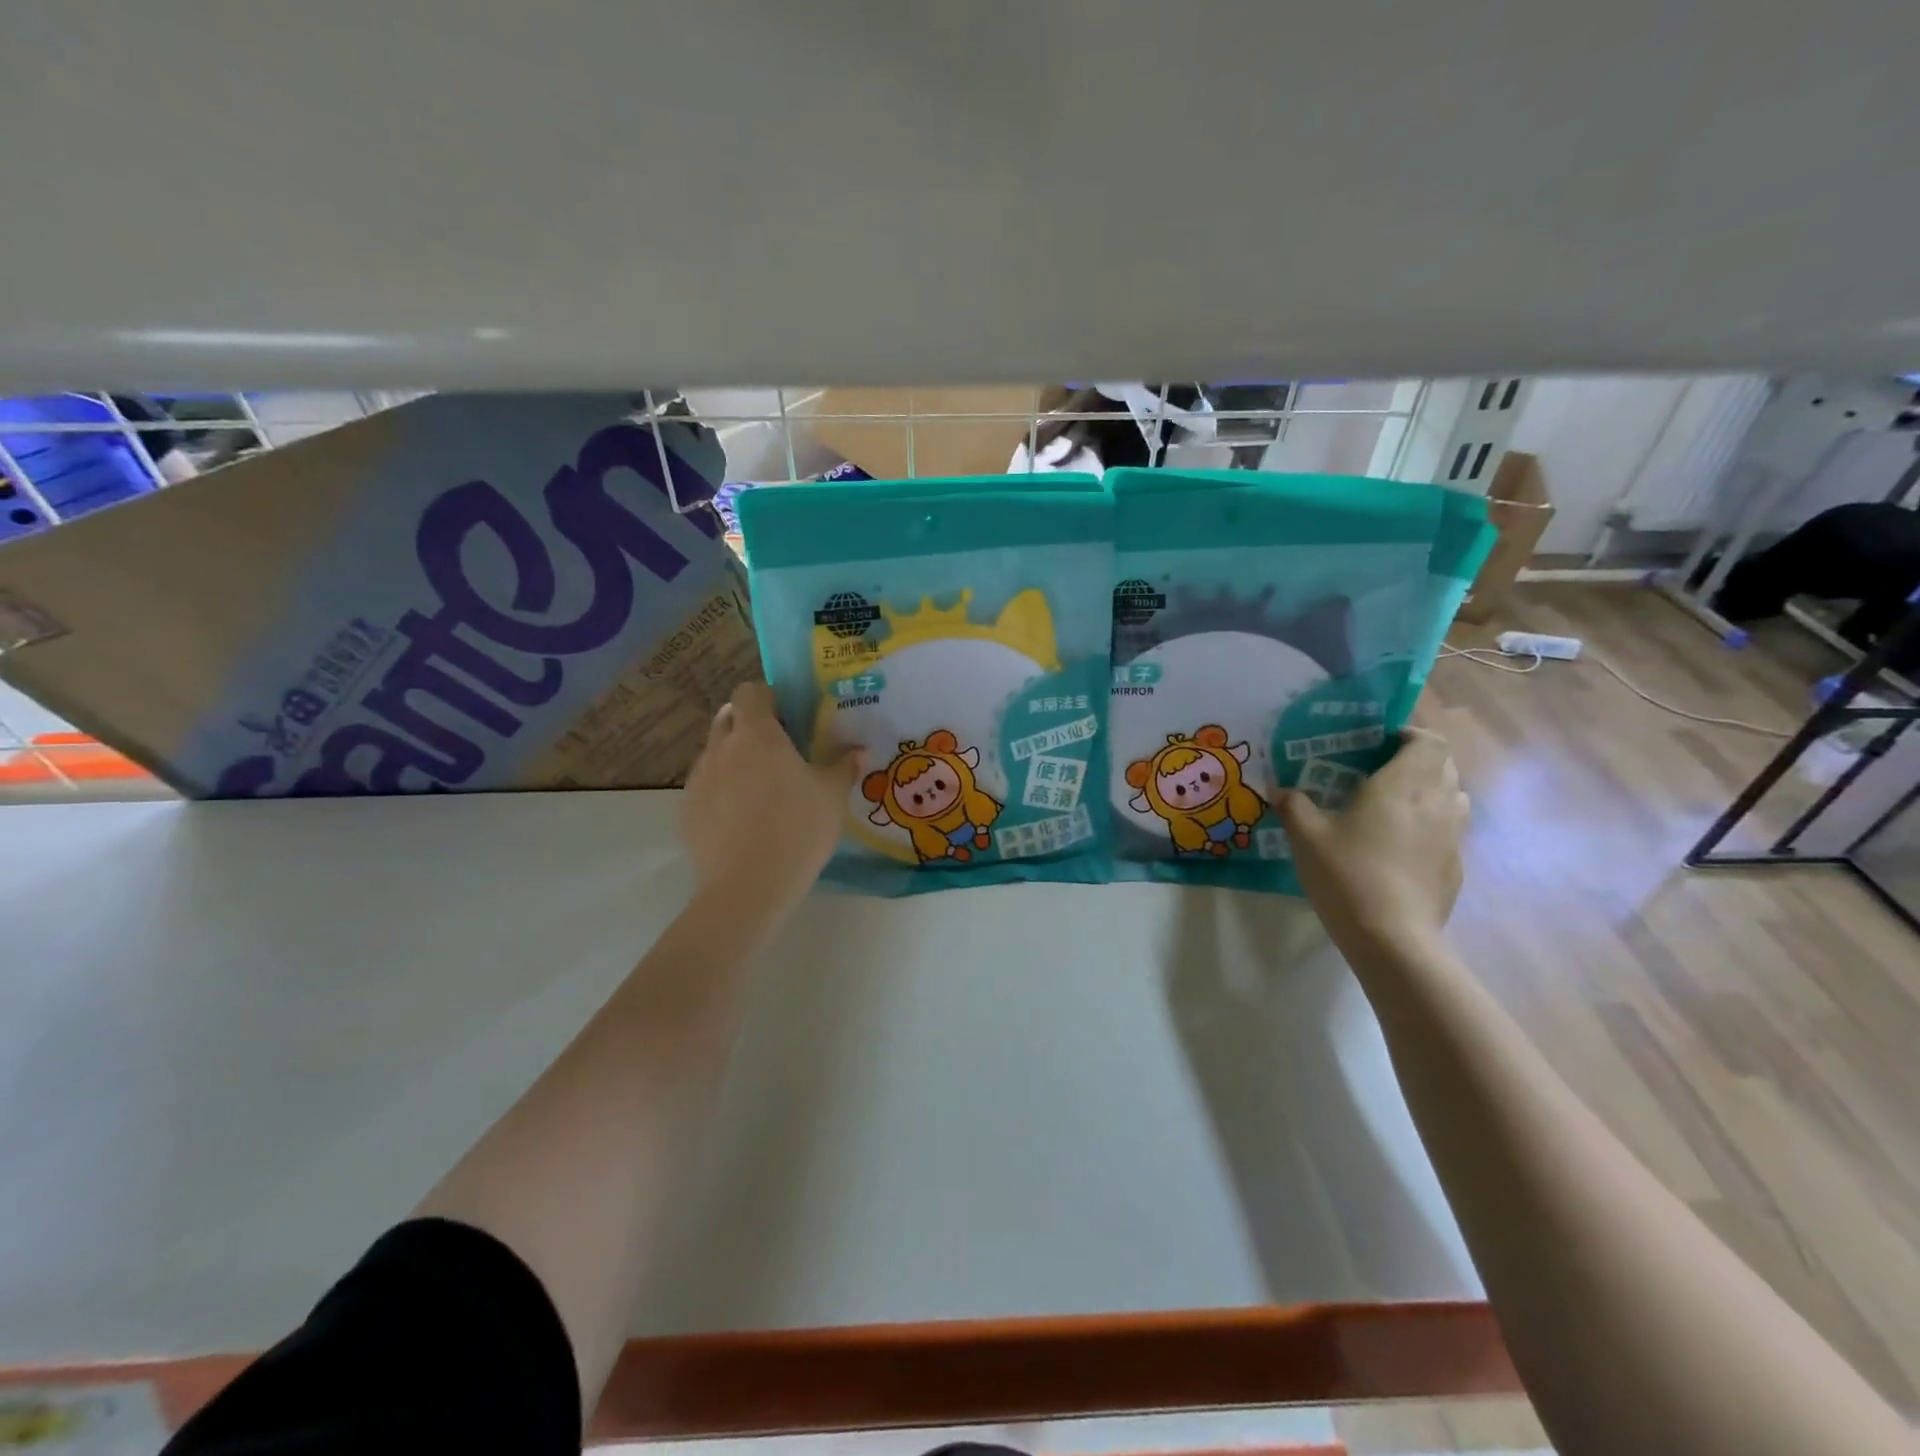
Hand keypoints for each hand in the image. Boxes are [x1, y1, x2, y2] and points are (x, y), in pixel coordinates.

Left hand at [679, 681, 859, 920]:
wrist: (748, 887)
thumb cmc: (798, 829)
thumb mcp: (832, 797)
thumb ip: (843, 767)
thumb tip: (857, 751)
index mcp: (757, 735)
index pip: (751, 691)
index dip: (769, 697)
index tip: (789, 716)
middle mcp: (721, 748)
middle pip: (728, 718)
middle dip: (749, 726)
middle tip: (778, 751)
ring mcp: (698, 779)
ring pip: (714, 754)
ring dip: (734, 759)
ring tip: (759, 791)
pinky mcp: (686, 811)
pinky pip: (704, 787)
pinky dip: (721, 792)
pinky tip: (741, 820)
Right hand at [1275, 726, 1468, 949]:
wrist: (1391, 936)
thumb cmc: (1347, 873)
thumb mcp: (1306, 836)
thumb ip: (1293, 805)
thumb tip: (1279, 790)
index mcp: (1403, 784)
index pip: (1428, 740)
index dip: (1409, 735)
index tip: (1379, 744)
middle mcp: (1437, 802)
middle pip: (1444, 765)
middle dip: (1417, 762)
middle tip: (1379, 773)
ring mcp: (1454, 836)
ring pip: (1453, 798)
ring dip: (1430, 793)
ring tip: (1393, 807)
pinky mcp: (1457, 867)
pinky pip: (1450, 833)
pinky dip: (1431, 828)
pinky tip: (1400, 849)